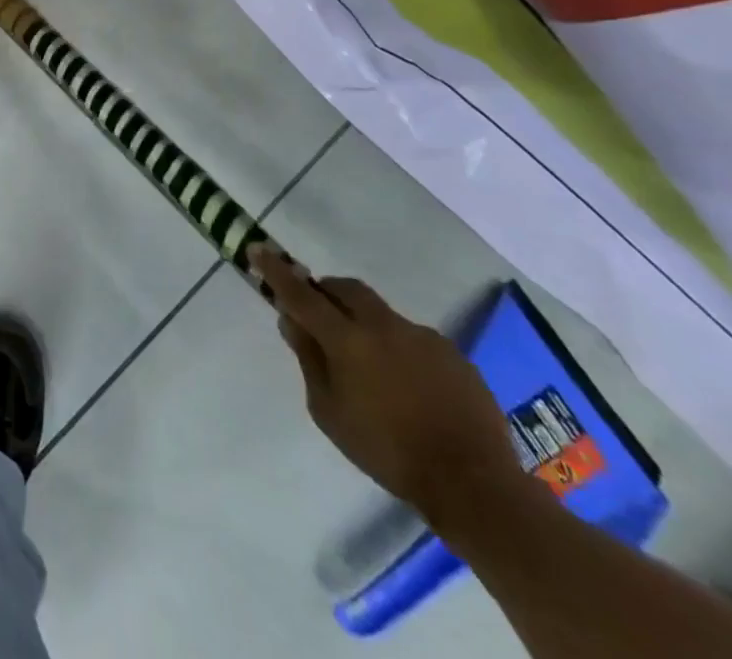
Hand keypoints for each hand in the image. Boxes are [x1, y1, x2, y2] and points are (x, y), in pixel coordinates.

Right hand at [255, 248, 529, 529]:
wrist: (474, 483)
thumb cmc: (387, 451)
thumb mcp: (329, 412)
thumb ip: (308, 360)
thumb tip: (292, 321)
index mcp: (347, 339)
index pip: (300, 293)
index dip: (276, 270)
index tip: (257, 248)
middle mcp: (383, 325)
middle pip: (345, 289)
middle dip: (325, 292)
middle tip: (317, 313)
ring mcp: (422, 336)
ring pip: (380, 313)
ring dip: (363, 323)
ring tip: (369, 365)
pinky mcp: (453, 353)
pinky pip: (413, 338)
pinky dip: (398, 348)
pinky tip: (407, 385)